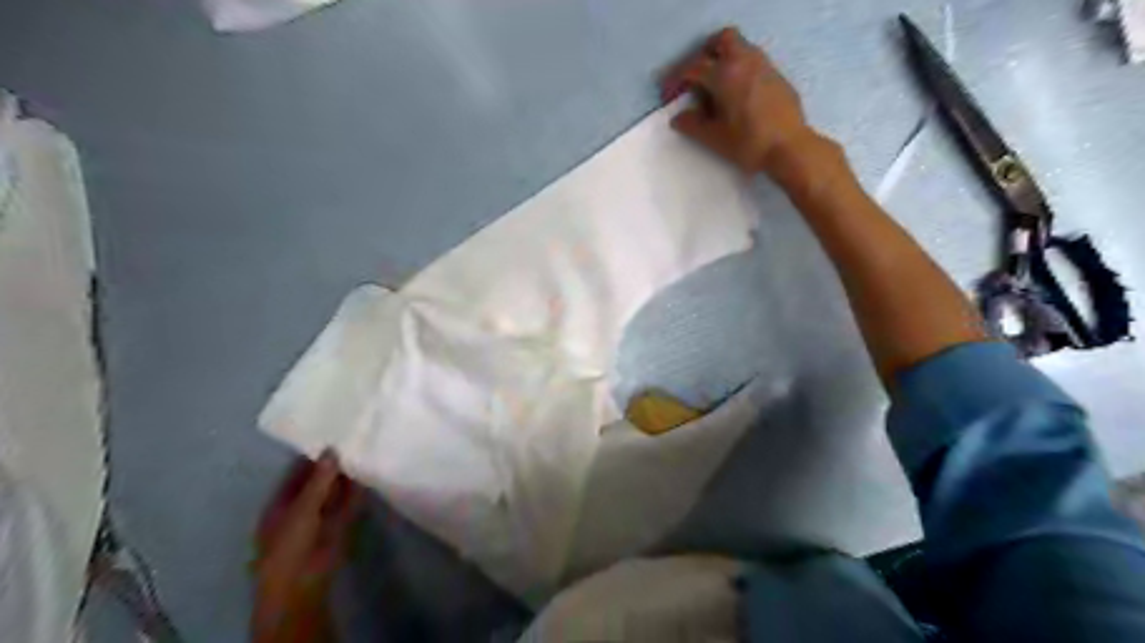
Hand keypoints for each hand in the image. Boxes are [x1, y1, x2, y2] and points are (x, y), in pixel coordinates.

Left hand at [253, 453, 361, 642]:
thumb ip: (318, 479)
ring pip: (334, 492)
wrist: (303, 583)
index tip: (328, 436)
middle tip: (350, 438)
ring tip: (362, 450)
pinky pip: (349, 503)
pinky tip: (368, 474)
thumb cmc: (290, 545)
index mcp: (280, 505)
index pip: (295, 475)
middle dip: (331, 465)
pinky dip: (358, 491)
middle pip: (317, 482)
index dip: (310, 457)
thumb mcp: (301, 508)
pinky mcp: (340, 525)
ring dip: (346, 477)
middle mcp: (300, 508)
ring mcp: (321, 517)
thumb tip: (332, 450)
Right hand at [664, 25, 812, 174]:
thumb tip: (678, 118)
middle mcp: (745, 62)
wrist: (790, 148)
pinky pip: (754, 62)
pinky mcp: (777, 77)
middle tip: (696, 79)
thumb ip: (693, 125)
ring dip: (724, 61)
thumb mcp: (714, 138)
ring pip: (741, 48)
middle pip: (722, 41)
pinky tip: (738, 96)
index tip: (668, 94)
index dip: (676, 79)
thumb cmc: (748, 144)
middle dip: (705, 55)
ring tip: (716, 88)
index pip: (694, 67)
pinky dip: (740, 70)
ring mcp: (765, 67)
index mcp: (725, 75)